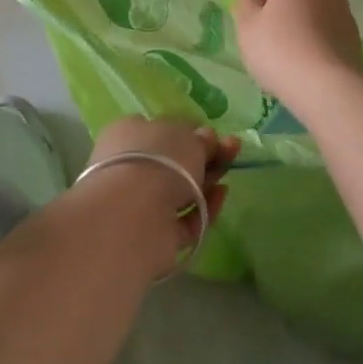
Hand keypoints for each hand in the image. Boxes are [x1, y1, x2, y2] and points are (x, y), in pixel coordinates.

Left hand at [82, 118, 238, 276]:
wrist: (135, 215)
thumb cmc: (159, 159)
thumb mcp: (187, 137)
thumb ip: (200, 138)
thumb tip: (205, 137)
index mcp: (128, 133)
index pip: (160, 129)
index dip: (188, 132)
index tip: (214, 135)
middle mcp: (130, 167)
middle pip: (174, 161)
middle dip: (205, 156)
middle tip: (234, 149)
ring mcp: (141, 203)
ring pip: (180, 190)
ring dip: (207, 181)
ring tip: (229, 174)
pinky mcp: (154, 234)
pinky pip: (185, 219)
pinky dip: (205, 209)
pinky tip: (222, 195)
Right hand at [233, 0, 362, 100]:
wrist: (328, 88)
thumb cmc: (279, 49)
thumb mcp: (246, 26)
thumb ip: (246, 4)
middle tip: (269, 26)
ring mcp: (345, 13)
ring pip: (319, 7)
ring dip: (304, 19)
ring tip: (289, 50)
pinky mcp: (355, 39)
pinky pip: (331, 29)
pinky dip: (318, 38)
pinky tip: (307, 63)